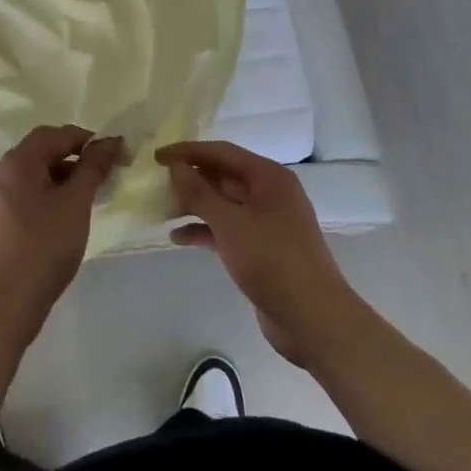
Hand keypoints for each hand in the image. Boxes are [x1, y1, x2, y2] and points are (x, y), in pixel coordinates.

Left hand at [0, 125, 123, 339]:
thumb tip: (111, 140)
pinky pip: (27, 190)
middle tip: (104, 172)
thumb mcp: (76, 202)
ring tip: (90, 192)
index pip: (56, 134)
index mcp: (17, 161)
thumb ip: (93, 166)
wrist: (8, 302)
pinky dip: (50, 190)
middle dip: (76, 155)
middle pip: (43, 149)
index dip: (88, 139)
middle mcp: (2, 171)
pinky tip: (68, 210)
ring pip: (35, 171)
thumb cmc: (45, 246)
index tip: (115, 154)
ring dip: (64, 173)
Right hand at [160, 140, 370, 368]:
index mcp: (268, 177)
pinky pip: (228, 229)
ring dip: (194, 205)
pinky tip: (178, 238)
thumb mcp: (230, 223)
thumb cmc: (272, 260)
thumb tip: (176, 166)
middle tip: (157, 183)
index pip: (222, 152)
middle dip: (191, 179)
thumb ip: (199, 192)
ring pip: (224, 204)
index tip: (157, 157)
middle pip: (223, 176)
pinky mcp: (262, 249)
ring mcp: (267, 222)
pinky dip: (205, 230)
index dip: (188, 151)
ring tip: (162, 209)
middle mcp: (270, 193)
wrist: (313, 319)